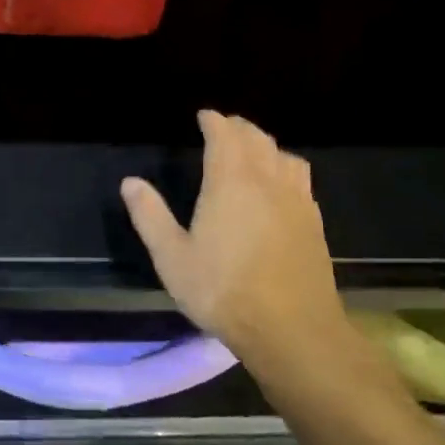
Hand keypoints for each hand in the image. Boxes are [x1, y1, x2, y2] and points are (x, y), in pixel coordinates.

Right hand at [122, 111, 358, 376]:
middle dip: (239, 128)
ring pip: (284, 156)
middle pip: (257, 139)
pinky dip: (285, 169)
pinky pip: (300, 179)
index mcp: (231, 182)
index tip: (204, 116)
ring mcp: (297, 201)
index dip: (214, 121)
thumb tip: (131, 182)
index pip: (225, 136)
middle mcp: (268, 181)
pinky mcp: (314, 223)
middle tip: (224, 128)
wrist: (291, 328)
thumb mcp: (172, 257)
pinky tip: (280, 187)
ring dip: (265, 145)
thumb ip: (150, 216)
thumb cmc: (222, 290)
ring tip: (253, 151)